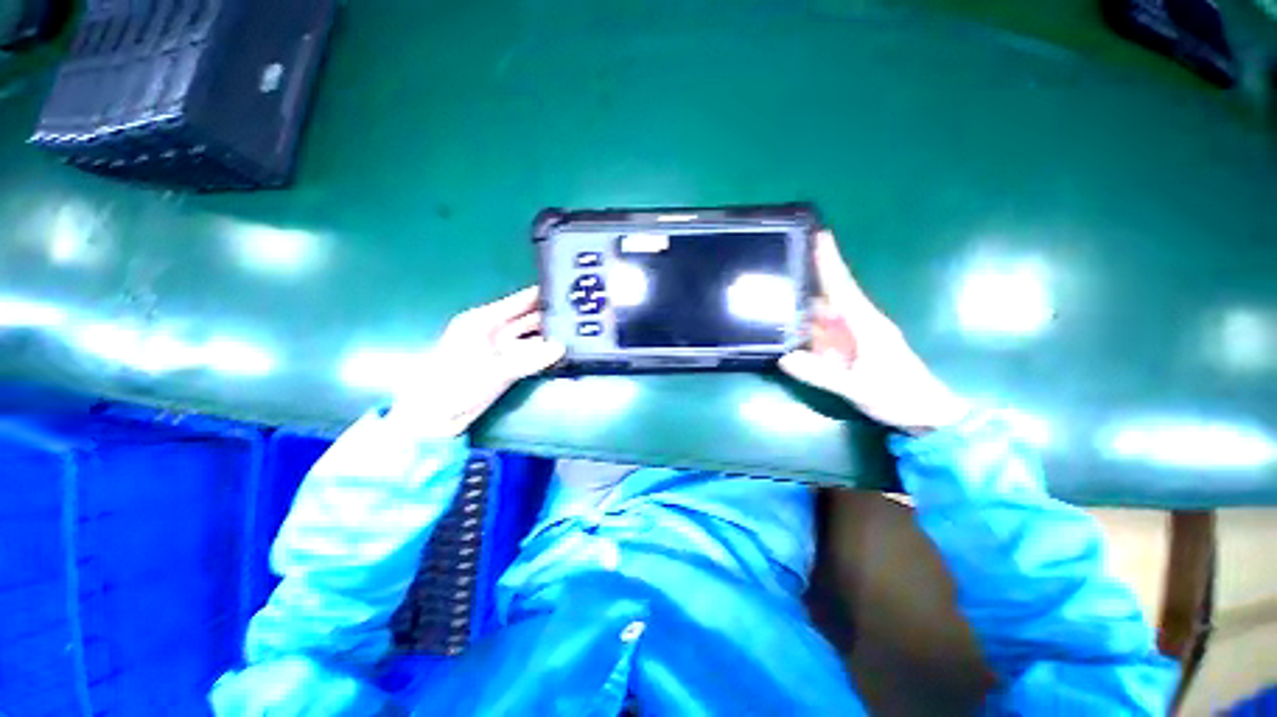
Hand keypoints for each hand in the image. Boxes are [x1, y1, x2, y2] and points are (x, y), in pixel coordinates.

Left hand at [391, 286, 564, 436]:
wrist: (435, 418)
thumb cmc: (454, 386)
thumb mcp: (492, 371)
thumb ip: (529, 360)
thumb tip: (561, 348)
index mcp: (484, 321)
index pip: (519, 302)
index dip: (540, 295)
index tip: (566, 289)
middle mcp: (496, 331)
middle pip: (529, 319)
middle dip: (551, 317)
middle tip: (579, 315)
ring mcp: (502, 350)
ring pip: (533, 338)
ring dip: (551, 337)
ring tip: (578, 333)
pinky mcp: (507, 366)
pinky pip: (532, 356)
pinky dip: (546, 355)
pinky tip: (563, 353)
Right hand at [779, 232, 967, 433]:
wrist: (925, 414)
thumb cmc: (900, 396)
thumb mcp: (860, 388)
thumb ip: (822, 375)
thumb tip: (784, 358)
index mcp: (865, 323)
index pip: (842, 286)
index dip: (829, 262)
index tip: (817, 236)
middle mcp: (857, 323)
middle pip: (827, 295)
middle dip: (806, 277)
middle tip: (778, 263)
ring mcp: (852, 335)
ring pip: (822, 314)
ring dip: (800, 303)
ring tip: (773, 292)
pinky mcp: (848, 348)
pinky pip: (821, 332)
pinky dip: (803, 326)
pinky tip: (786, 326)